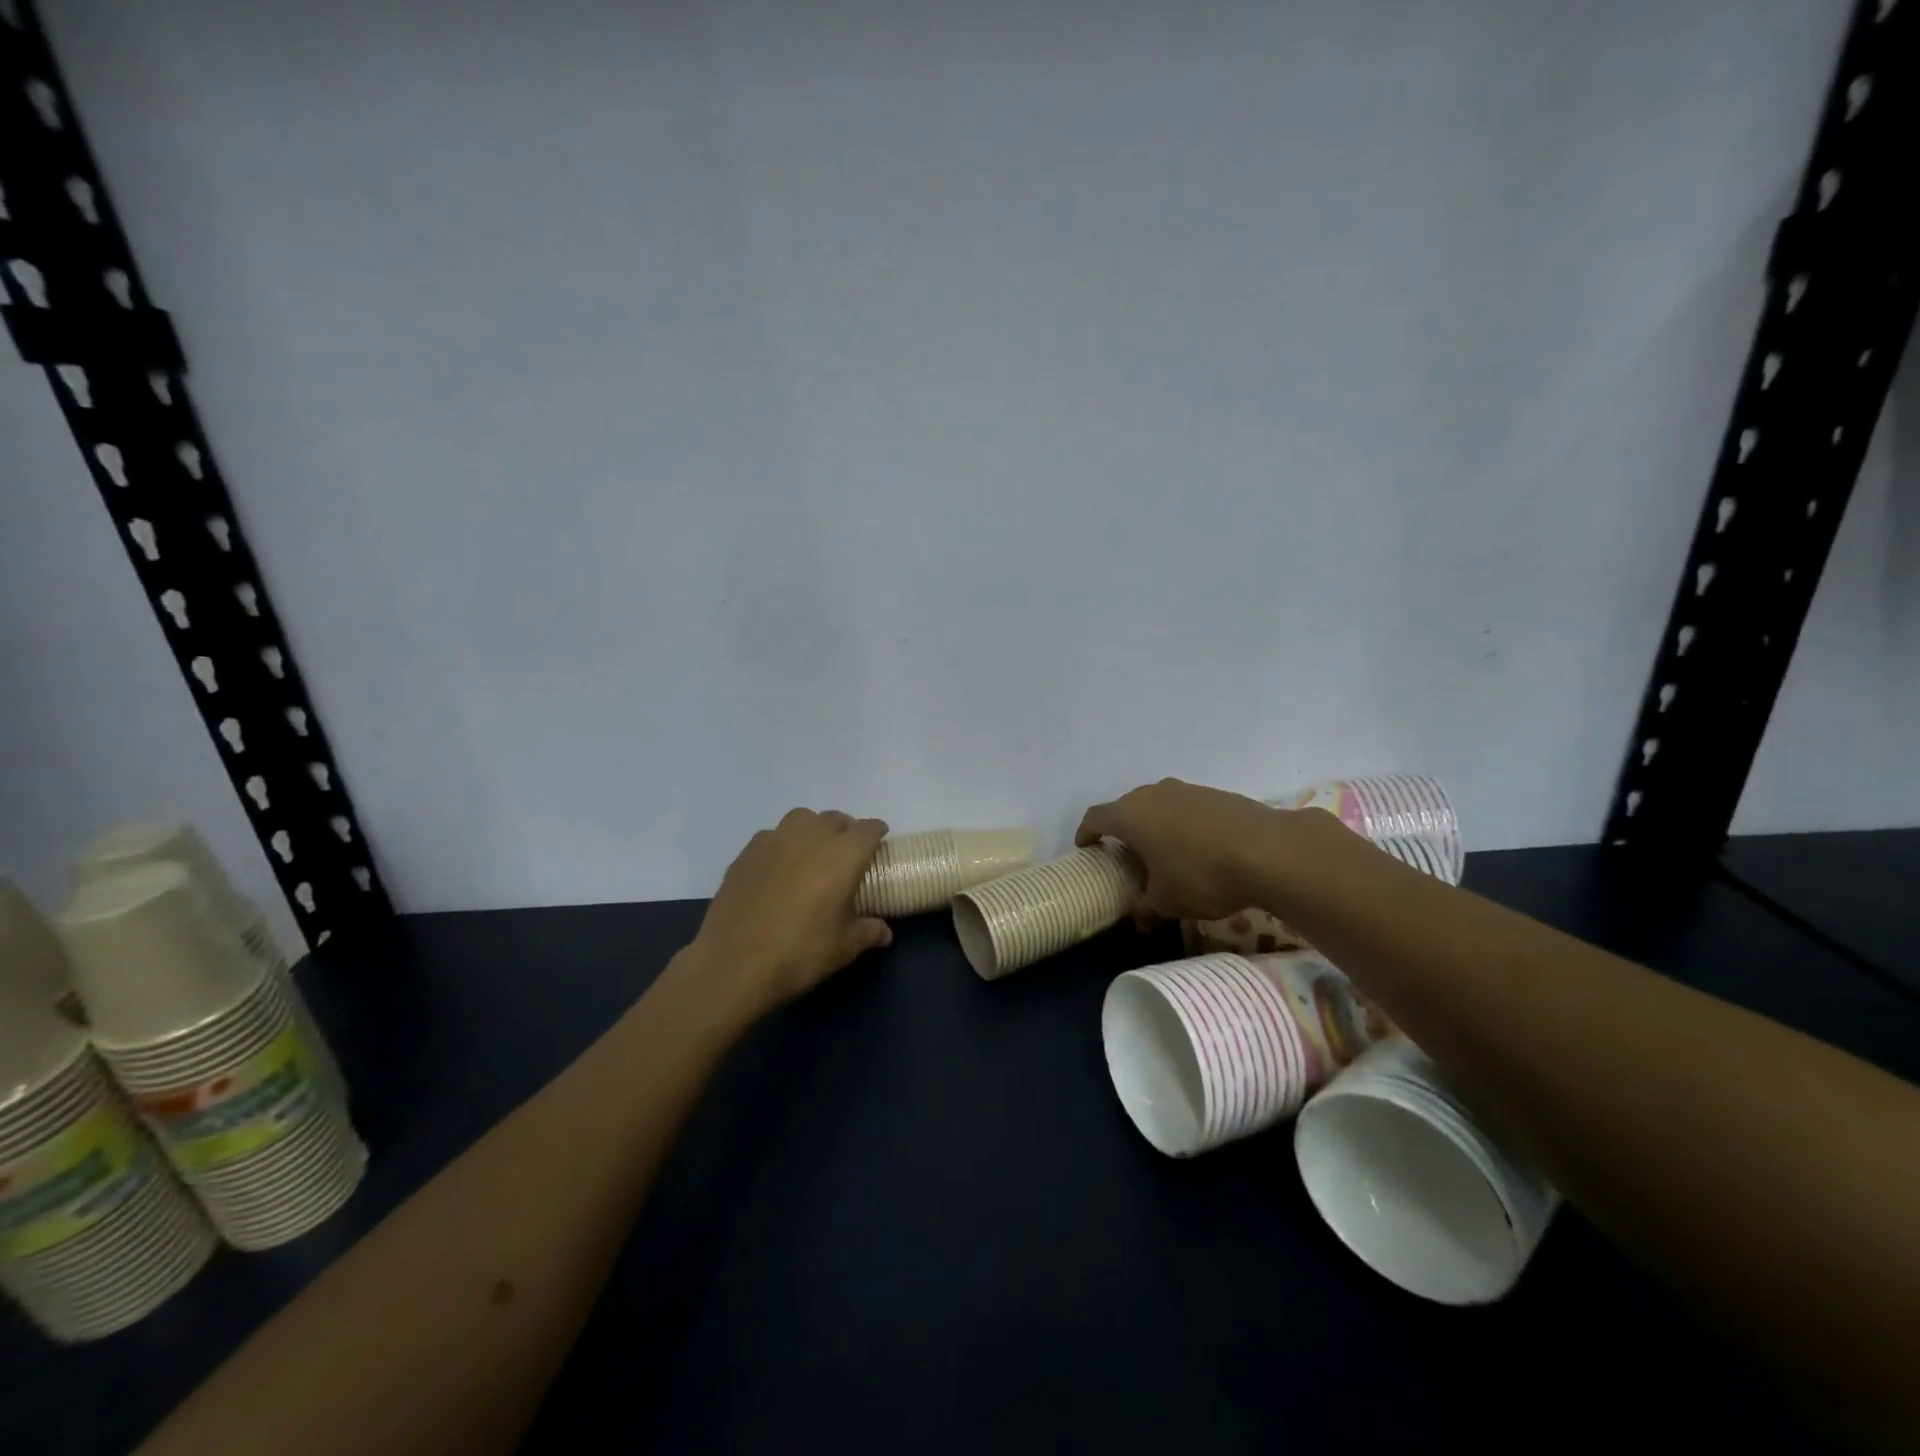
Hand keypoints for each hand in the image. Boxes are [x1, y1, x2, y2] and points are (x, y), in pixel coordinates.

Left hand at [686, 809, 892, 1023]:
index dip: (877, 834)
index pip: (868, 829)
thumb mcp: (844, 948)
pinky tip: (778, 871)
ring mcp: (774, 840)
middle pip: (835, 819)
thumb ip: (869, 932)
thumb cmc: (801, 952)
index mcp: (843, 854)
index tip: (879, 843)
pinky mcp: (746, 853)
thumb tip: (884, 933)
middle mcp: (810, 836)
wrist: (734, 964)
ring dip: (813, 830)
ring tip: (812, 855)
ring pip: (801, 820)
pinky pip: (772, 837)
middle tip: (847, 855)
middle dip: (845, 831)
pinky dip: (782, 846)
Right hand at [1076, 779, 1290, 924]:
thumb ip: (1146, 909)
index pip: (1096, 817)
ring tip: (1163, 851)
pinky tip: (1198, 847)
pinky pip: (1187, 807)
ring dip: (1155, 824)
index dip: (1087, 832)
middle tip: (1126, 854)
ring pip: (1159, 804)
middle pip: (1127, 807)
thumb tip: (1139, 922)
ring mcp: (1187, 790)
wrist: (1269, 851)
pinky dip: (1183, 824)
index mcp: (1131, 815)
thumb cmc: (1201, 875)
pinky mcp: (1216, 794)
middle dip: (1123, 828)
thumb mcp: (1167, 902)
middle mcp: (1154, 794)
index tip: (1086, 846)